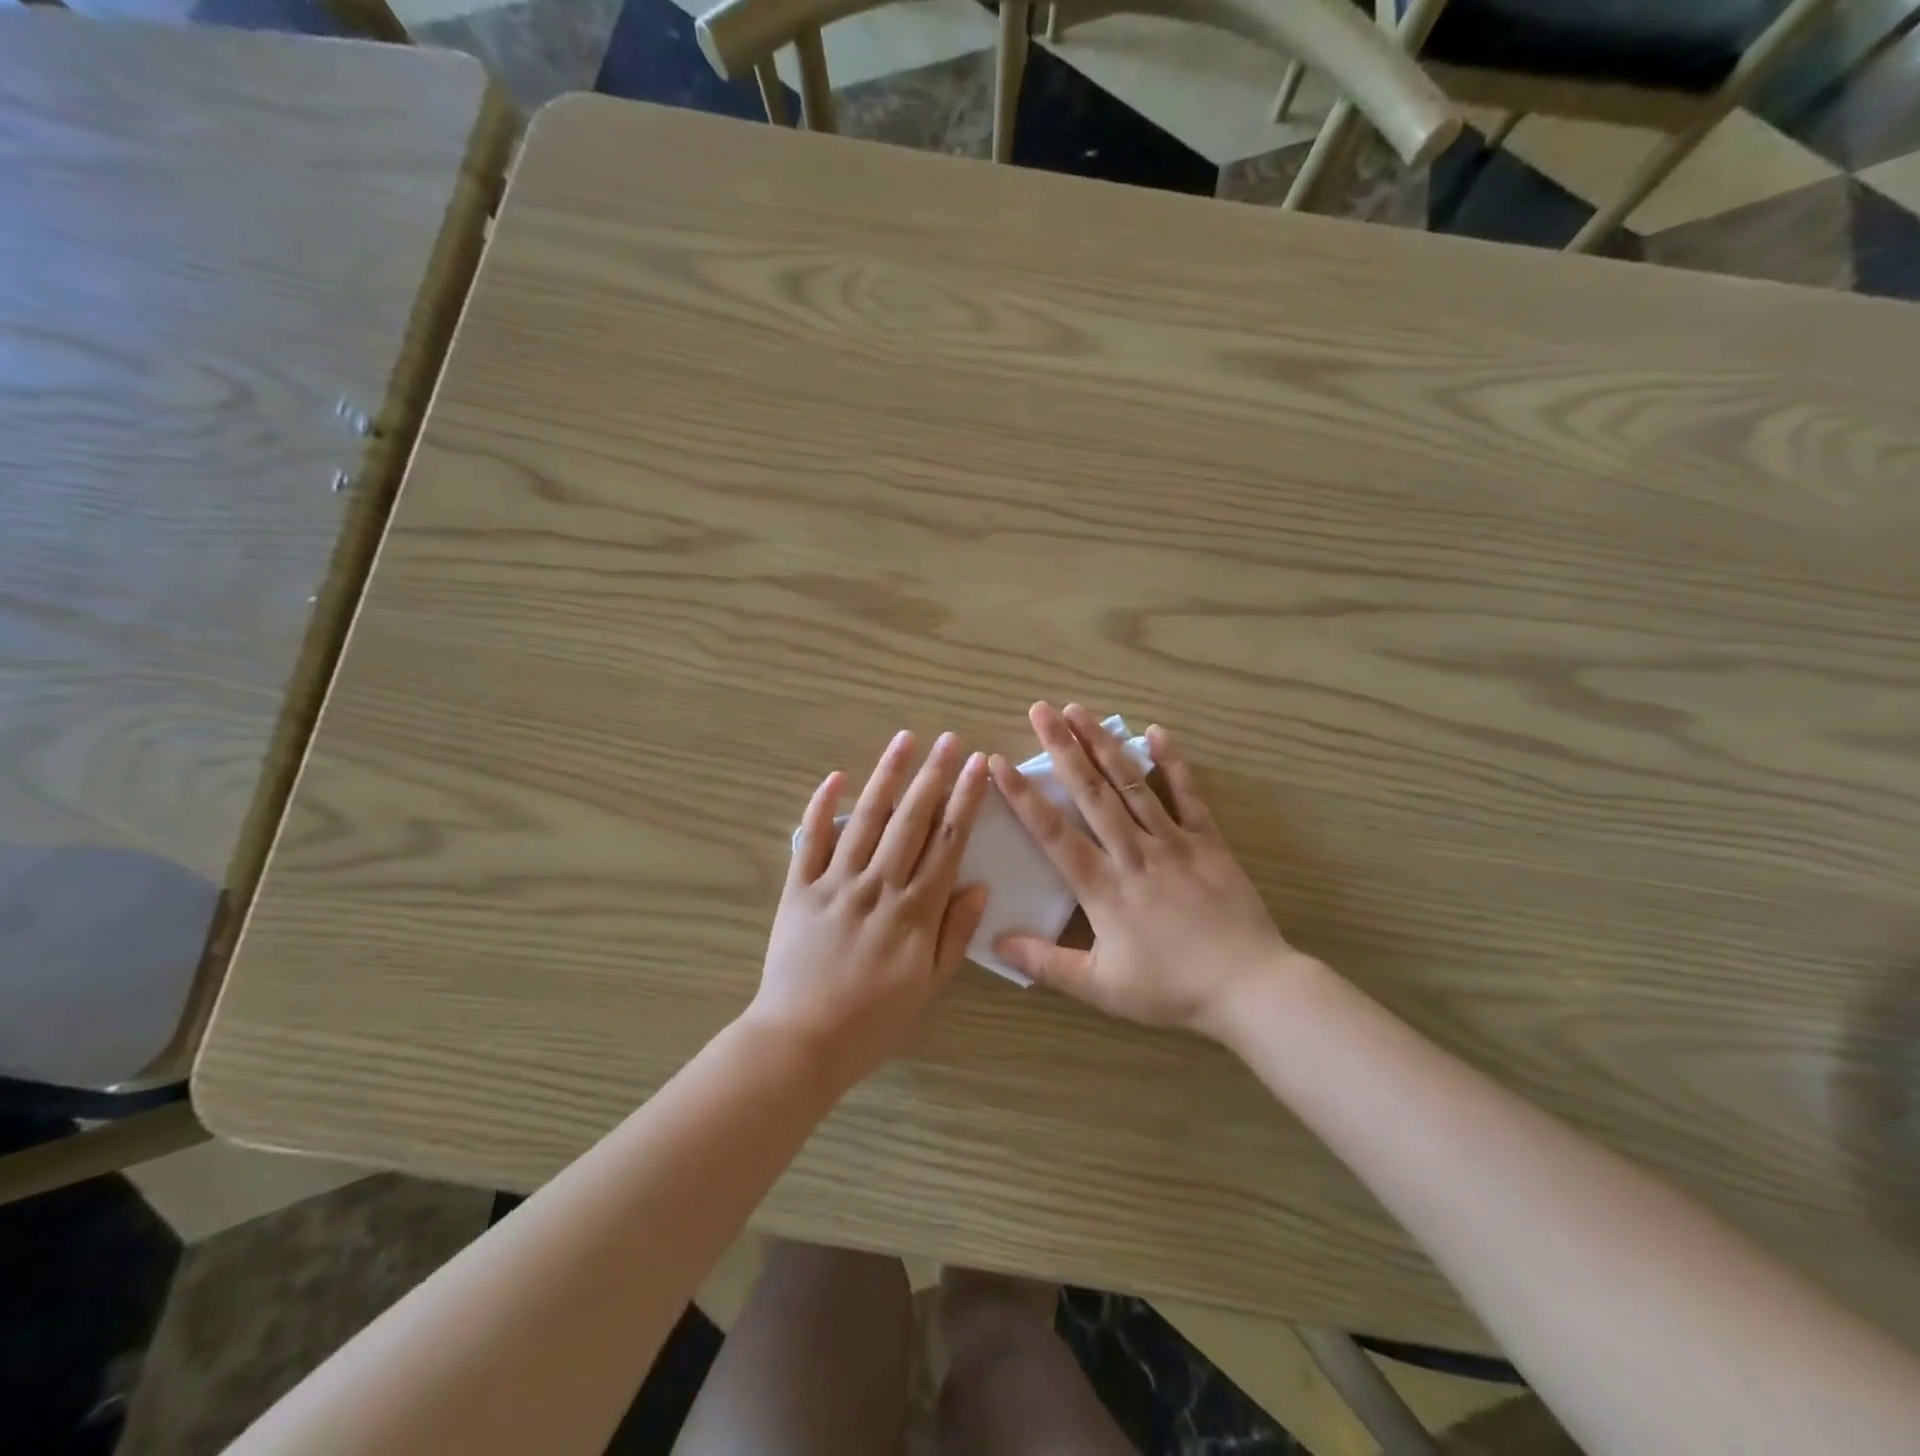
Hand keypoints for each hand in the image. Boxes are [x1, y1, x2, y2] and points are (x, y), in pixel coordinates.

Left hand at [749, 730, 989, 1089]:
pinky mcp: (800, 889)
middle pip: (911, 819)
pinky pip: (811, 840)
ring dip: (887, 776)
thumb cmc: (874, 1021)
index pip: (948, 842)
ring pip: (867, 819)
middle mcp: (879, 886)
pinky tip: (836, 777)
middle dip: (933, 775)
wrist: (801, 1042)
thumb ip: (955, 934)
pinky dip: (823, 807)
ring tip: (905, 740)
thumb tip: (979, 886)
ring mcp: (836, 883)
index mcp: (916, 911)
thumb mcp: (929, 987)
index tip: (979, 766)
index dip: (965, 800)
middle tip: (949, 739)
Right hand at [990, 702, 1317, 1040]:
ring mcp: (1173, 842)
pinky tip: (1154, 732)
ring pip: (1132, 784)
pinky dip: (1172, 763)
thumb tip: (995, 941)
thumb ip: (1046, 962)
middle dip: (1062, 749)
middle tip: (1040, 710)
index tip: (999, 763)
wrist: (1248, 987)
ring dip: (1103, 745)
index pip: (1053, 833)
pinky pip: (1188, 795)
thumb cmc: (1170, 988)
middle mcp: (1133, 853)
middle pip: (1091, 793)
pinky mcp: (1208, 841)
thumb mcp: (1100, 987)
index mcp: (1103, 887)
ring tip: (1080, 711)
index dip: (1023, 797)